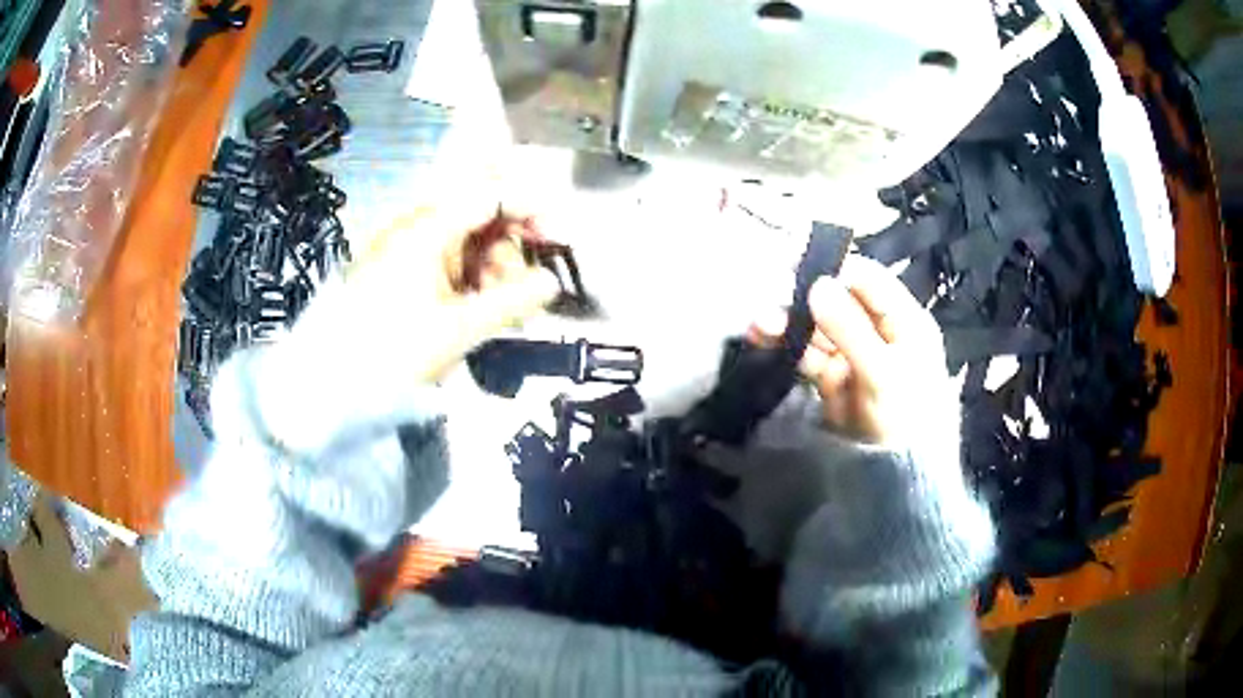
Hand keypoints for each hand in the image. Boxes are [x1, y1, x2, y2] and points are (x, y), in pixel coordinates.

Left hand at [250, 193, 559, 454]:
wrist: (329, 381)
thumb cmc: (392, 350)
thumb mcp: (459, 328)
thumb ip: (512, 301)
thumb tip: (551, 283)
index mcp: (429, 229)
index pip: (490, 196)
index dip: (529, 210)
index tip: (556, 237)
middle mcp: (417, 228)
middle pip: (481, 220)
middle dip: (508, 253)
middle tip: (520, 295)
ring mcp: (406, 250)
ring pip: (466, 245)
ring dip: (490, 273)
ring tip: (496, 314)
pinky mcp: (400, 273)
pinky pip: (447, 266)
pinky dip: (468, 284)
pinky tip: (474, 313)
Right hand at [748, 255, 951, 445]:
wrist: (898, 482)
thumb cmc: (904, 420)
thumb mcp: (883, 373)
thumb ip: (849, 328)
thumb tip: (817, 283)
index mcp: (904, 321)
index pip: (868, 280)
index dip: (835, 269)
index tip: (796, 265)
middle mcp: (879, 332)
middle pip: (838, 303)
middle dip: (803, 300)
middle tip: (767, 297)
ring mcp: (855, 356)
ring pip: (819, 329)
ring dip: (789, 324)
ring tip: (757, 324)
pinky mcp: (835, 380)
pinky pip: (809, 356)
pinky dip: (788, 348)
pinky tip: (765, 340)